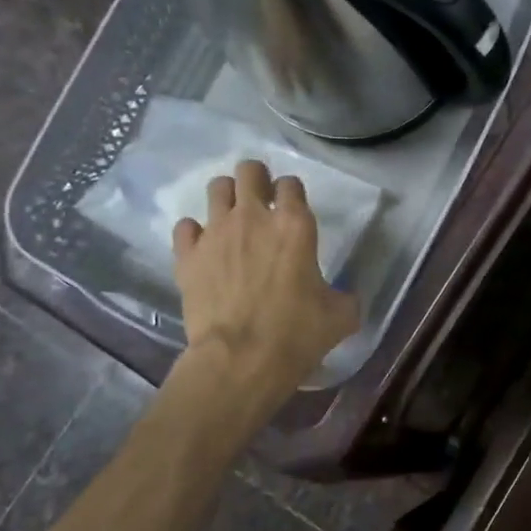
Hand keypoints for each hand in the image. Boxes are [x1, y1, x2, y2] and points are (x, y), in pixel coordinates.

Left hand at [172, 160, 359, 390]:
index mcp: (295, 225)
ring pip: (216, 188)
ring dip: (226, 197)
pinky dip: (194, 233)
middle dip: (256, 179)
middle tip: (261, 201)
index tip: (293, 208)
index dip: (293, 192)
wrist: (241, 359)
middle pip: (249, 171)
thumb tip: (344, 296)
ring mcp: (216, 233)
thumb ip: (345, 296)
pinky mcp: (187, 255)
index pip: (292, 183)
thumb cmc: (297, 333)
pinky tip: (204, 248)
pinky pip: (185, 226)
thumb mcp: (341, 316)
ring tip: (232, 218)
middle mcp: (253, 217)